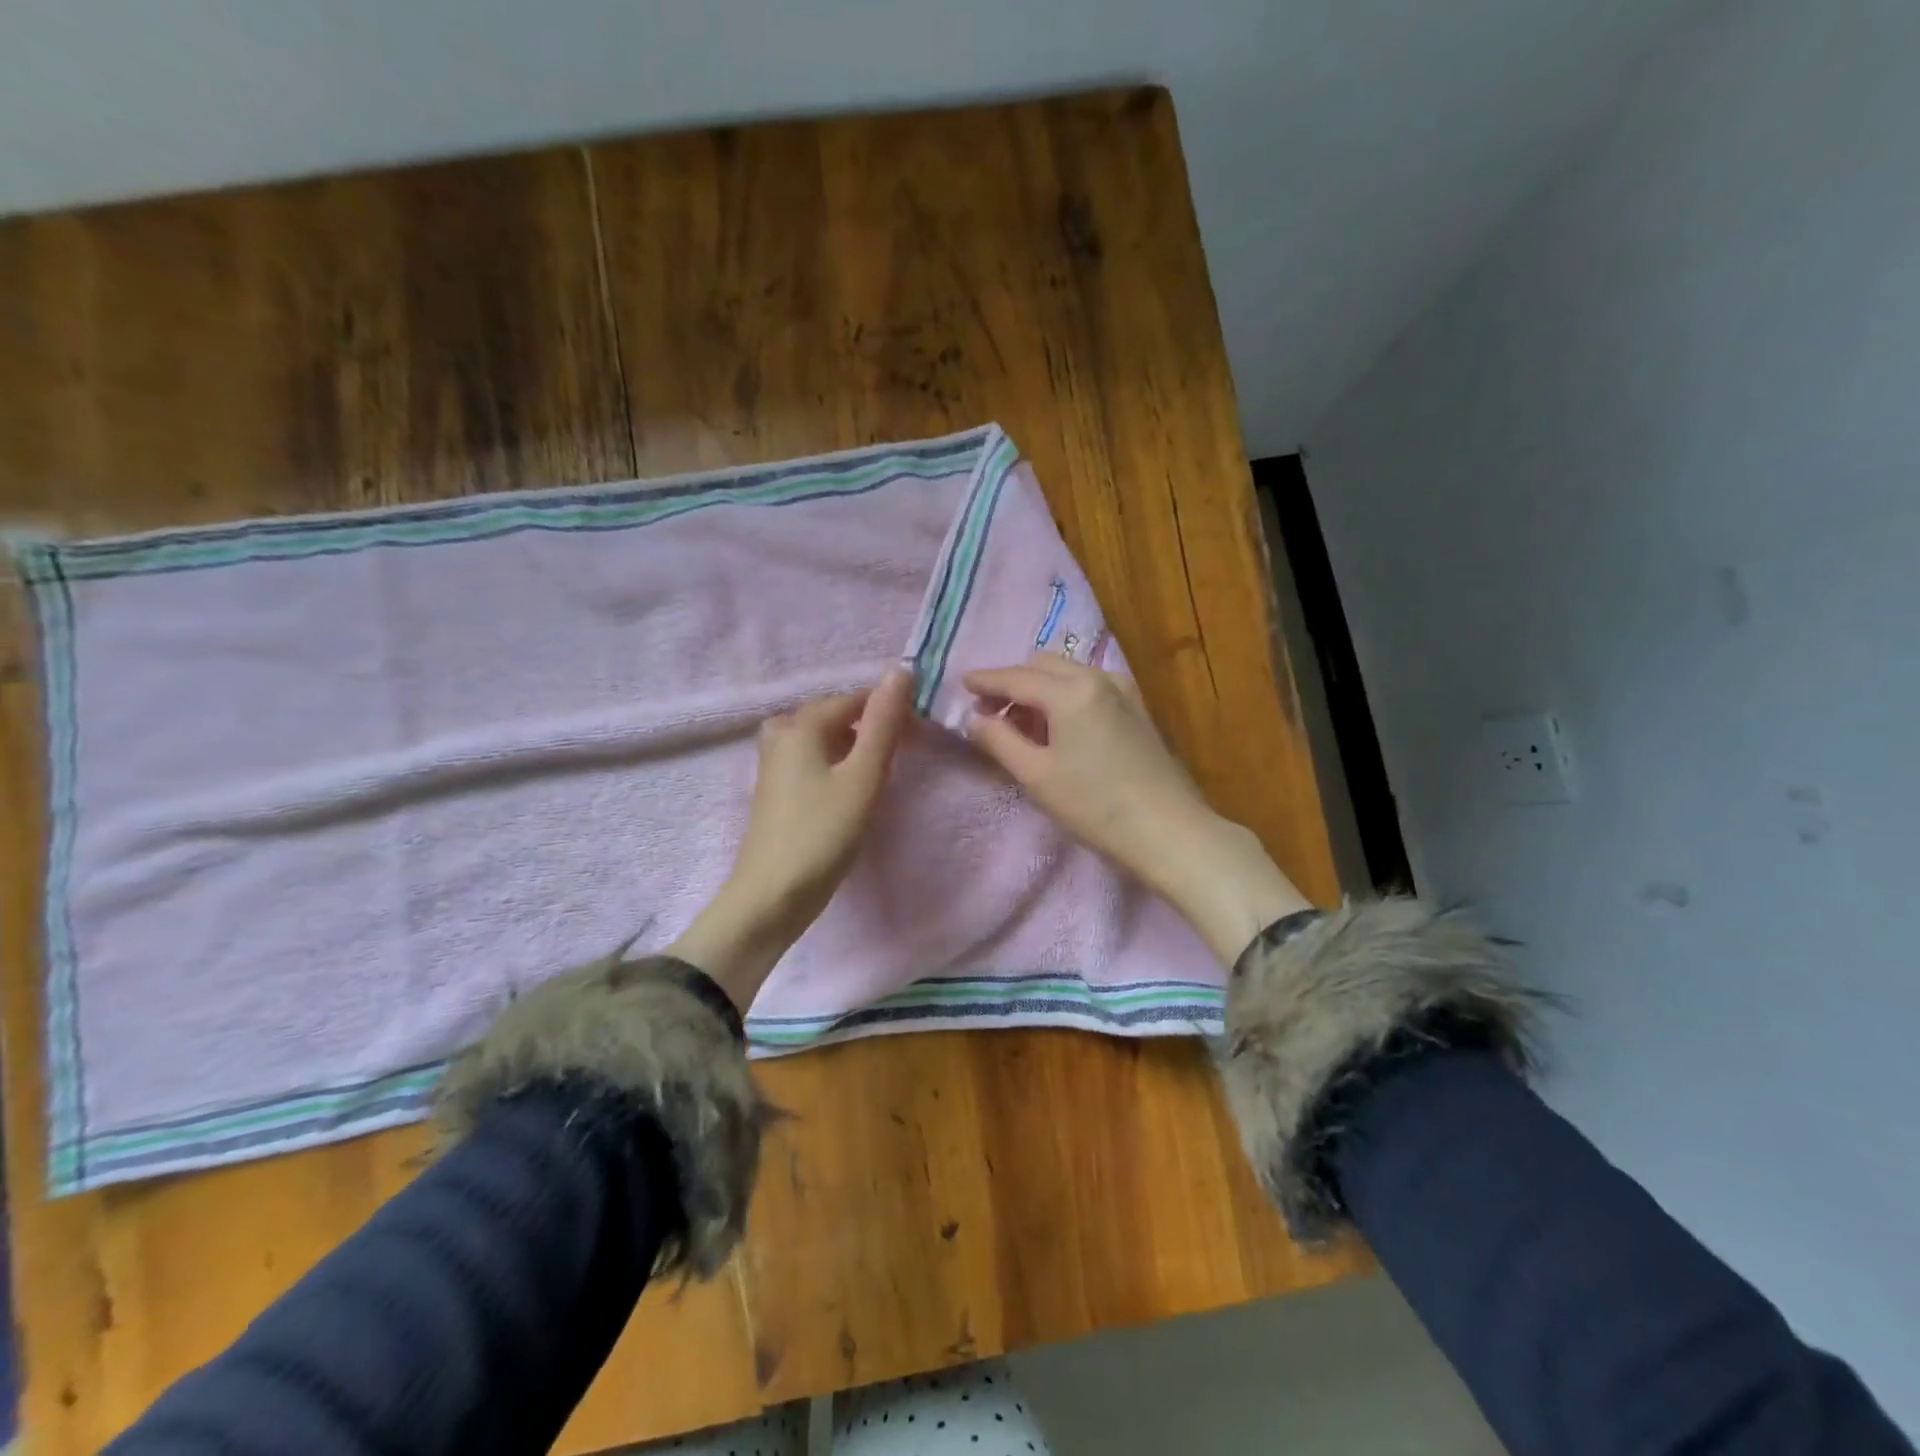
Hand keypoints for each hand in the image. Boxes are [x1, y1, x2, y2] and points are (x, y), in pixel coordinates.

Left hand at [671, 667, 914, 1008]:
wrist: (772, 895)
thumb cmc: (822, 833)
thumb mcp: (863, 776)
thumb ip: (884, 723)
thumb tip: (902, 670)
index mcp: (801, 723)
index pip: (858, 699)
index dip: (892, 712)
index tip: (921, 739)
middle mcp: (782, 732)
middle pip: (839, 716)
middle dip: (874, 729)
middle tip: (904, 759)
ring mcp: (775, 760)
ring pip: (827, 739)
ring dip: (857, 750)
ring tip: (880, 776)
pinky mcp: (776, 786)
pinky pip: (815, 759)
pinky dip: (838, 765)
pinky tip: (852, 790)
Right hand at [962, 654, 1310, 964]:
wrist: (1168, 831)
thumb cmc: (1094, 806)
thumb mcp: (1036, 775)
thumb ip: (998, 740)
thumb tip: (973, 718)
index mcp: (1070, 690)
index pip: (1015, 677)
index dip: (985, 680)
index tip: (960, 683)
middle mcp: (1097, 677)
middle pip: (1042, 665)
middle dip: (1012, 682)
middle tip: (989, 712)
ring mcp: (1122, 690)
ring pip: (1066, 672)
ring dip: (1038, 688)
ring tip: (1021, 724)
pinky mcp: (1136, 707)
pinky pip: (1088, 686)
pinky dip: (1064, 695)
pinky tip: (1058, 725)